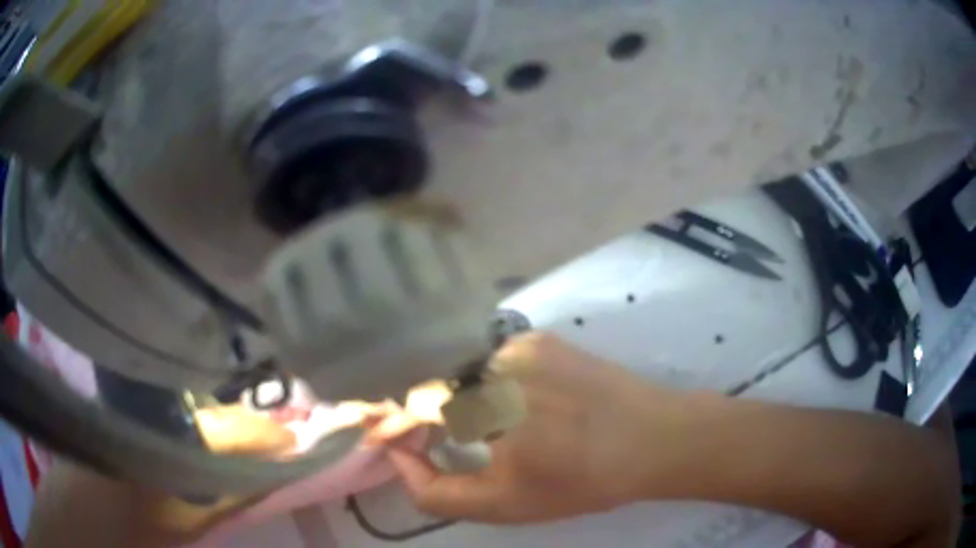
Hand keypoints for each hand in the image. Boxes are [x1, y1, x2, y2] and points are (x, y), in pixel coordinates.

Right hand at [376, 332, 703, 523]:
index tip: (406, 444)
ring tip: (500, 426)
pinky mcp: (539, 338)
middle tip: (461, 443)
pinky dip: (494, 382)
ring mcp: (519, 344)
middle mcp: (494, 363)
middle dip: (435, 417)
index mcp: (482, 406)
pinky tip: (525, 403)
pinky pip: (494, 360)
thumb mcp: (501, 505)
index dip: (400, 425)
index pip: (410, 405)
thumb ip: (435, 491)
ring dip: (466, 399)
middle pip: (435, 387)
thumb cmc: (579, 482)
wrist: (652, 440)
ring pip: (463, 373)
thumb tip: (397, 455)